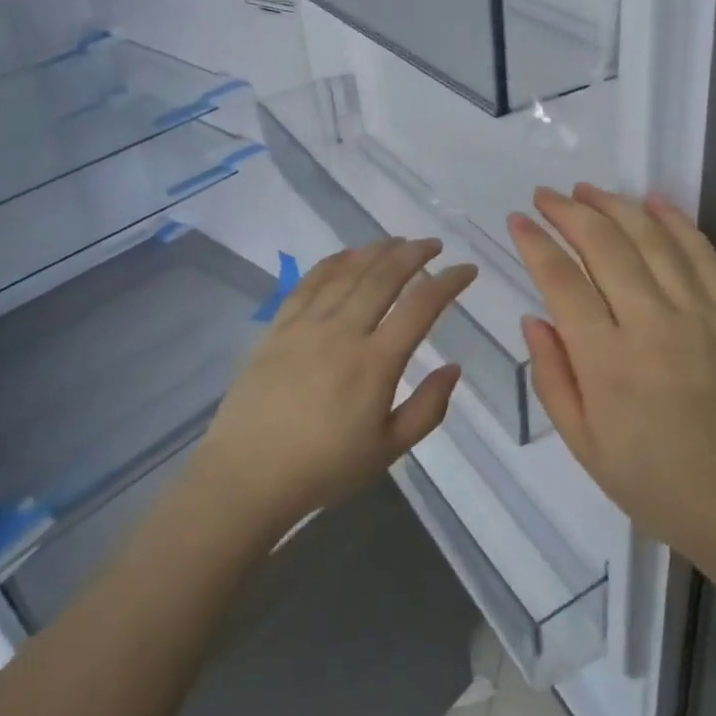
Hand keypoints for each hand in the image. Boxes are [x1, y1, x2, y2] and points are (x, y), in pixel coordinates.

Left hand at [191, 238, 477, 540]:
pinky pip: (308, 283)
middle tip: (433, 244)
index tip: (466, 269)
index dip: (448, 282)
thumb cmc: (325, 467)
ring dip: (376, 250)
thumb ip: (427, 409)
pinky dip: (333, 263)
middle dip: (413, 254)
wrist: (248, 474)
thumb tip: (453, 368)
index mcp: (376, 363)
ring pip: (347, 272)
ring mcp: (306, 325)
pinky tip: (347, 255)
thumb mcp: (389, 450)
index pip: (421, 307)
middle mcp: (343, 332)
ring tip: (396, 241)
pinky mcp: (278, 328)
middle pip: (383, 277)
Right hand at [506, 185, 715, 578]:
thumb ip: (553, 379)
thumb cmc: (661, 488)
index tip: (517, 221)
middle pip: (604, 245)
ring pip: (651, 238)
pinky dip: (676, 221)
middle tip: (545, 195)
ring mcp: (699, 314)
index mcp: (607, 363)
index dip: (535, 243)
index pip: (561, 281)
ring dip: (615, 205)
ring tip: (587, 189)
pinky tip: (654, 201)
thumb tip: (534, 318)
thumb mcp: (587, 448)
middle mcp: (651, 325)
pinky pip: (703, 254)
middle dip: (568, 212)